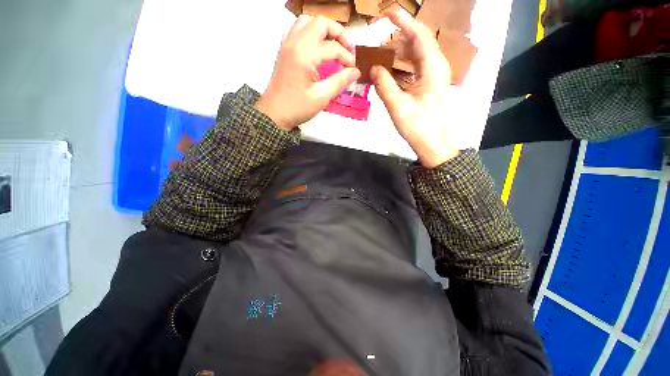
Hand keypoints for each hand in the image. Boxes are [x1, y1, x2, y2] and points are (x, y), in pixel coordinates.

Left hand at [256, 15, 360, 130]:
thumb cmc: (297, 108)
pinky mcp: (284, 49)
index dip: (347, 57)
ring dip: (323, 30)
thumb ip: (340, 82)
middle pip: (320, 23)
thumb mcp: (321, 97)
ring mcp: (287, 44)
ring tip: (333, 45)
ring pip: (307, 22)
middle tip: (347, 50)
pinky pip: (297, 29)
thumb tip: (356, 72)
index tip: (353, 70)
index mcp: (305, 55)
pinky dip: (309, 33)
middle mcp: (295, 42)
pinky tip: (315, 47)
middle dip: (338, 33)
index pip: (333, 47)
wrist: (274, 113)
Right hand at [371, 11, 458, 166]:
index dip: (403, 22)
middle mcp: (437, 66)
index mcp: (433, 68)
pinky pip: (418, 65)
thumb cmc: (417, 126)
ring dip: (401, 49)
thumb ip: (384, 85)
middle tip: (380, 36)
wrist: (432, 142)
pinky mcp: (430, 83)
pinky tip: (392, 66)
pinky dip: (404, 62)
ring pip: (419, 52)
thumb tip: (374, 67)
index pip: (419, 35)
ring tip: (383, 51)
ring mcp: (435, 75)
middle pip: (420, 41)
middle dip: (401, 35)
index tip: (388, 13)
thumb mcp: (397, 106)